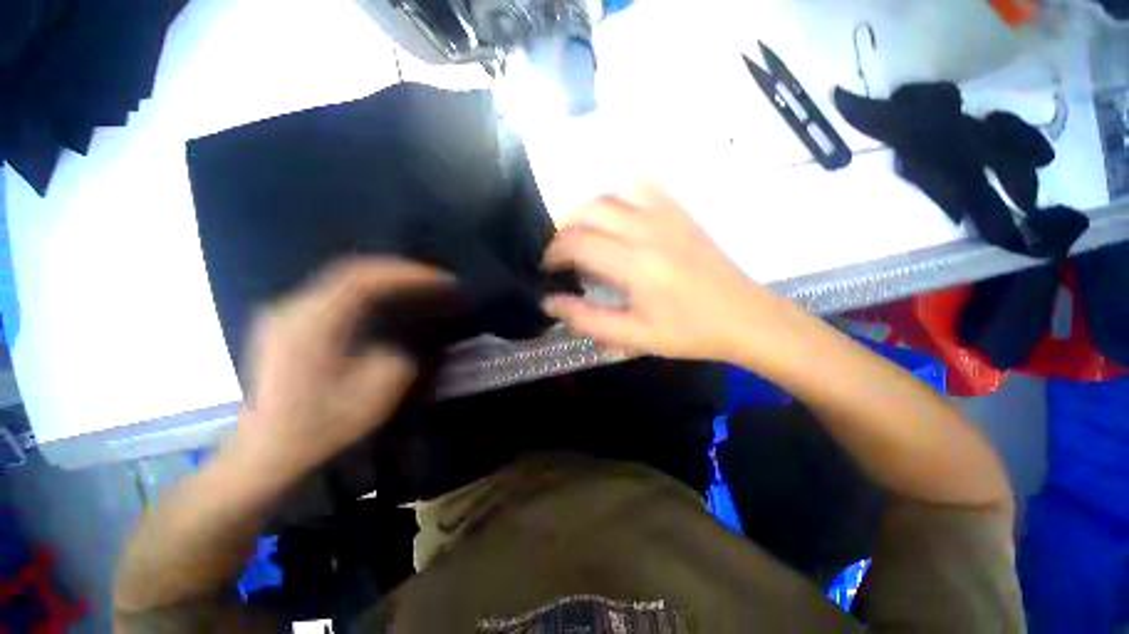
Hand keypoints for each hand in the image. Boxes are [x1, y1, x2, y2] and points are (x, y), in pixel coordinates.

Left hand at [233, 257, 449, 476]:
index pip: (363, 278)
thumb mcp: (373, 396)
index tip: (440, 280)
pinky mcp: (287, 325)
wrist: (265, 452)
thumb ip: (396, 358)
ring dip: (383, 281)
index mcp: (310, 324)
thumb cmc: (318, 428)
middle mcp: (292, 309)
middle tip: (434, 280)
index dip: (406, 274)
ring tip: (416, 287)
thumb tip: (397, 345)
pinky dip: (366, 294)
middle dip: (398, 272)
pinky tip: (384, 303)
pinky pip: (334, 296)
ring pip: (342, 281)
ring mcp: (285, 315)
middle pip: (351, 272)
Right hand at [543, 184, 795, 363]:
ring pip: (610, 194)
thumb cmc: (688, 332)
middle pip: (587, 211)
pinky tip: (614, 214)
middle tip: (560, 255)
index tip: (547, 269)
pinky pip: (642, 187)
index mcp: (635, 264)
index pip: (577, 244)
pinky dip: (618, 194)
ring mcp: (666, 216)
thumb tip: (549, 303)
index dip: (553, 254)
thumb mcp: (634, 336)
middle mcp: (647, 230)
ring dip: (585, 211)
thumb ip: (588, 320)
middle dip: (563, 230)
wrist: (744, 317)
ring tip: (581, 234)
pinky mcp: (680, 213)